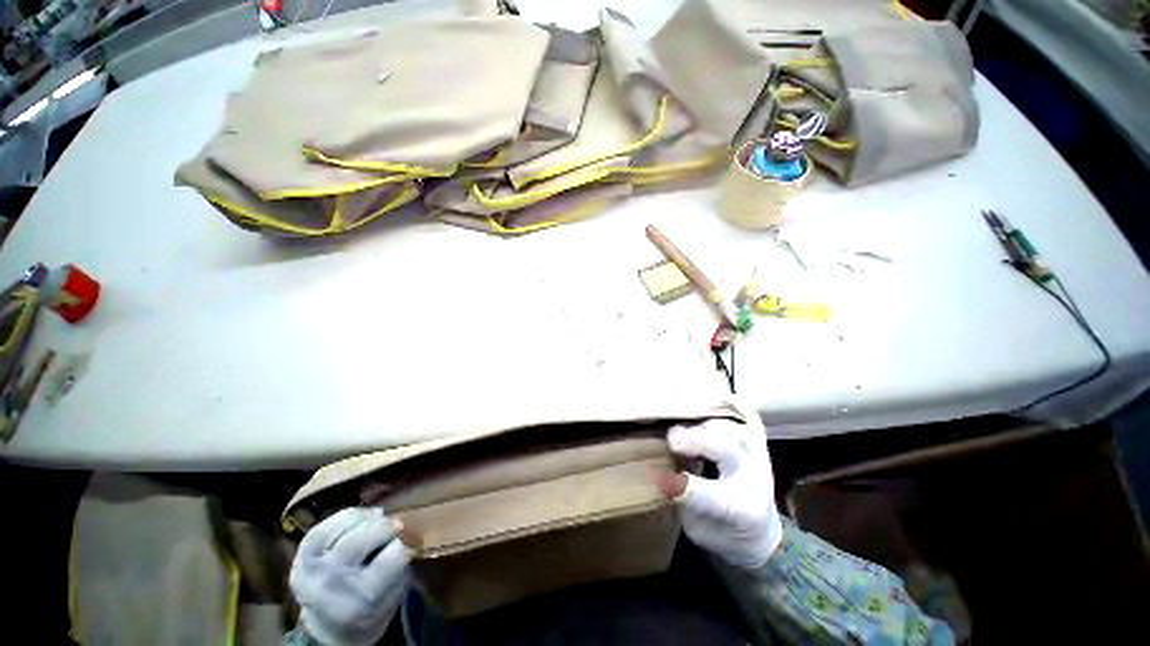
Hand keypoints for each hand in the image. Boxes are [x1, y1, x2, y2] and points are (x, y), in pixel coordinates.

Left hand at [290, 507, 410, 645]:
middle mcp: (332, 584)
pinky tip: (359, 522)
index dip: (407, 542)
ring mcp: (312, 569)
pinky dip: (347, 517)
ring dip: (368, 518)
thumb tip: (404, 529)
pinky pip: (326, 524)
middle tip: (398, 525)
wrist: (328, 627)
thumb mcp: (394, 593)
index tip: (412, 539)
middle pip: (362, 538)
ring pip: (345, 525)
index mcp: (361, 599)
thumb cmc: (372, 608)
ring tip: (378, 522)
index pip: (393, 555)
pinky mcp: (300, 556)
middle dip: (387, 525)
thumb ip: (401, 562)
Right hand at [654, 418, 782, 569]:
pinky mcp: (756, 447)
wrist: (762, 534)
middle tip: (670, 439)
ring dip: (704, 427)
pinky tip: (697, 423)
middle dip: (696, 440)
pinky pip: (736, 424)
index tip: (659, 478)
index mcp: (741, 512)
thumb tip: (660, 471)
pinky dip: (714, 421)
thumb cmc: (725, 534)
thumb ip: (683, 501)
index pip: (711, 497)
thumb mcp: (698, 530)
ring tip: (682, 432)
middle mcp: (754, 482)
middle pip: (727, 451)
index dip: (684, 486)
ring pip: (732, 431)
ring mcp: (759, 460)